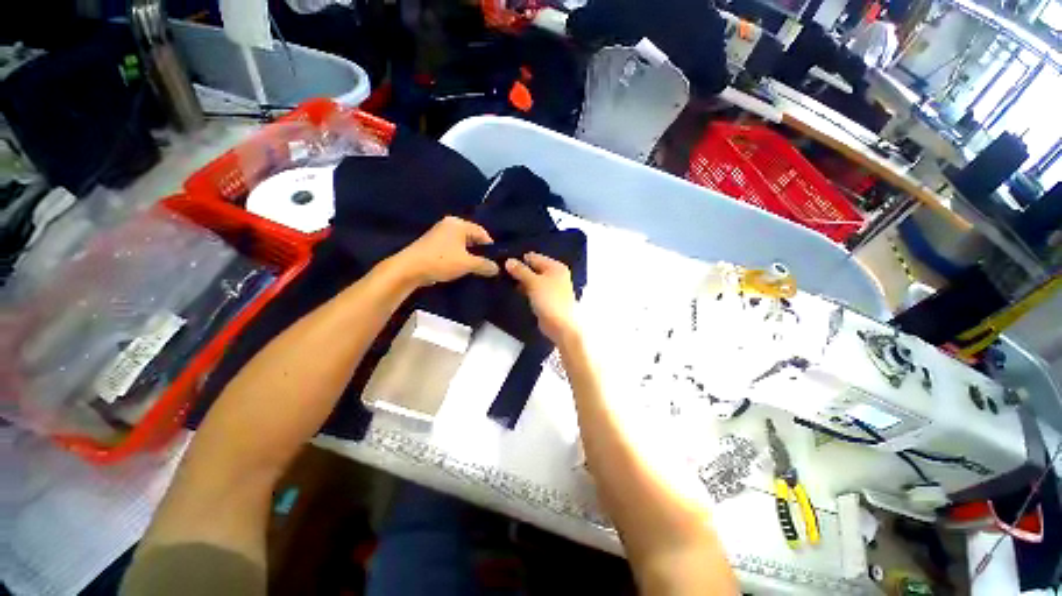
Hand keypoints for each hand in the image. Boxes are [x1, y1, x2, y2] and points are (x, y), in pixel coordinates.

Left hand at [391, 216, 499, 286]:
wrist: (409, 269)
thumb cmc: (441, 261)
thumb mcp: (467, 263)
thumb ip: (485, 265)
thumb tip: (497, 268)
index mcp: (458, 223)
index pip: (482, 232)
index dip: (491, 247)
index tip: (496, 261)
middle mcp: (449, 225)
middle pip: (472, 238)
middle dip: (480, 252)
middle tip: (488, 266)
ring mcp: (439, 235)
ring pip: (462, 245)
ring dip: (470, 257)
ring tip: (476, 270)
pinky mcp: (433, 245)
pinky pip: (452, 250)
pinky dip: (459, 258)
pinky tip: (462, 269)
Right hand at [505, 252, 578, 344]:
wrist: (561, 326)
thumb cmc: (549, 300)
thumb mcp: (533, 282)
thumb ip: (521, 271)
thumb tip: (508, 261)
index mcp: (555, 267)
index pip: (534, 257)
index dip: (519, 259)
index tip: (502, 261)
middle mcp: (555, 275)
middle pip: (534, 268)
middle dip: (520, 270)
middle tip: (501, 271)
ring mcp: (552, 288)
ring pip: (533, 280)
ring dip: (521, 281)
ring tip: (503, 280)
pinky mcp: (547, 300)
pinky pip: (534, 291)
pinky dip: (526, 290)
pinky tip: (514, 291)